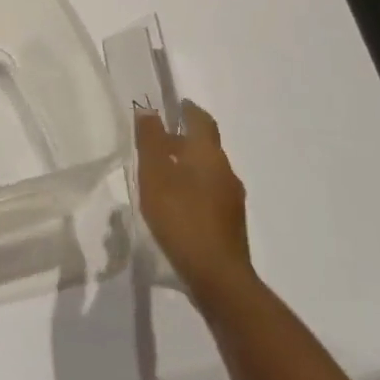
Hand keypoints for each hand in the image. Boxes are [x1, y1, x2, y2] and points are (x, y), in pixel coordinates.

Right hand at [135, 101, 252, 300]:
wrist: (217, 275)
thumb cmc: (181, 217)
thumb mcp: (155, 175)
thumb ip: (151, 141)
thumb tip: (148, 109)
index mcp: (208, 155)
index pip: (202, 121)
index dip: (189, 110)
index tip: (177, 104)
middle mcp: (225, 172)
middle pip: (206, 147)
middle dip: (184, 140)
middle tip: (158, 141)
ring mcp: (231, 200)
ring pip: (208, 171)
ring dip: (187, 165)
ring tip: (162, 173)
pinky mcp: (229, 224)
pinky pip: (209, 193)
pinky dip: (192, 188)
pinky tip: (175, 203)